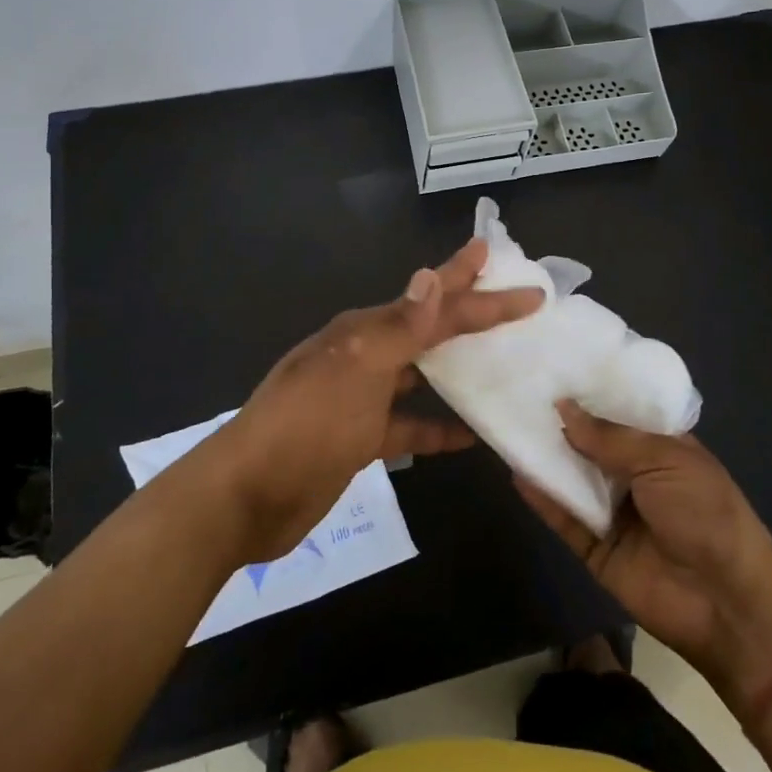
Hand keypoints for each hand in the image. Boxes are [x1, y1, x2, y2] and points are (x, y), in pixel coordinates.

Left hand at [211, 238, 543, 562]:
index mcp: (365, 331)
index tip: (525, 283)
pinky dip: (439, 427)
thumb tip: (431, 275)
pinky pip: (411, 425)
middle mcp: (366, 355)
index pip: (434, 303)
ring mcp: (363, 398)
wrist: (246, 496)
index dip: (476, 287)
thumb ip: (398, 328)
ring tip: (504, 360)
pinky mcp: (362, 438)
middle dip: (470, 311)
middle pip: (429, 327)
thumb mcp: (355, 371)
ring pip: (422, 373)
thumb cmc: (305, 425)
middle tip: (515, 300)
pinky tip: (471, 435)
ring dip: (459, 365)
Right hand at [518, 402, 771, 702]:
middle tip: (519, 390)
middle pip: (590, 444)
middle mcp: (635, 476)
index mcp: (661, 448)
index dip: (591, 393)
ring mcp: (614, 513)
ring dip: (546, 457)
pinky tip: (516, 472)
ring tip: (507, 423)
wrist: (728, 604)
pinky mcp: (596, 549)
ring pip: (573, 479)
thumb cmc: (707, 514)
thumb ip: (610, 438)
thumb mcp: (664, 460)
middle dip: (561, 422)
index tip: (554, 365)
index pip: (620, 412)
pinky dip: (543, 498)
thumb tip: (563, 408)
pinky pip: (565, 519)